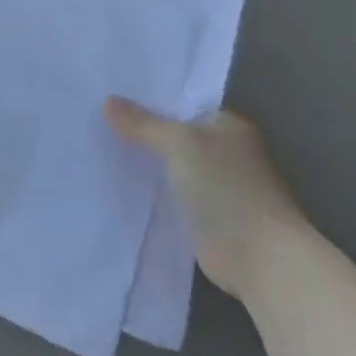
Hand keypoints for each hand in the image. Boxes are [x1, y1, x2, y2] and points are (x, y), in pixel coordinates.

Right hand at [105, 97, 306, 304]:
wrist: (259, 257)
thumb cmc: (226, 187)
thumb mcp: (178, 143)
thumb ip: (143, 124)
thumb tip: (108, 101)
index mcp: (229, 127)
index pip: (184, 105)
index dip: (150, 101)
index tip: (111, 97)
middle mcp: (226, 153)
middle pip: (175, 136)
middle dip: (142, 132)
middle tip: (96, 121)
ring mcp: (217, 188)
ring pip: (170, 167)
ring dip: (145, 164)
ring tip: (98, 149)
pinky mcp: (206, 218)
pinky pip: (170, 195)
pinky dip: (151, 193)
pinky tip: (118, 185)